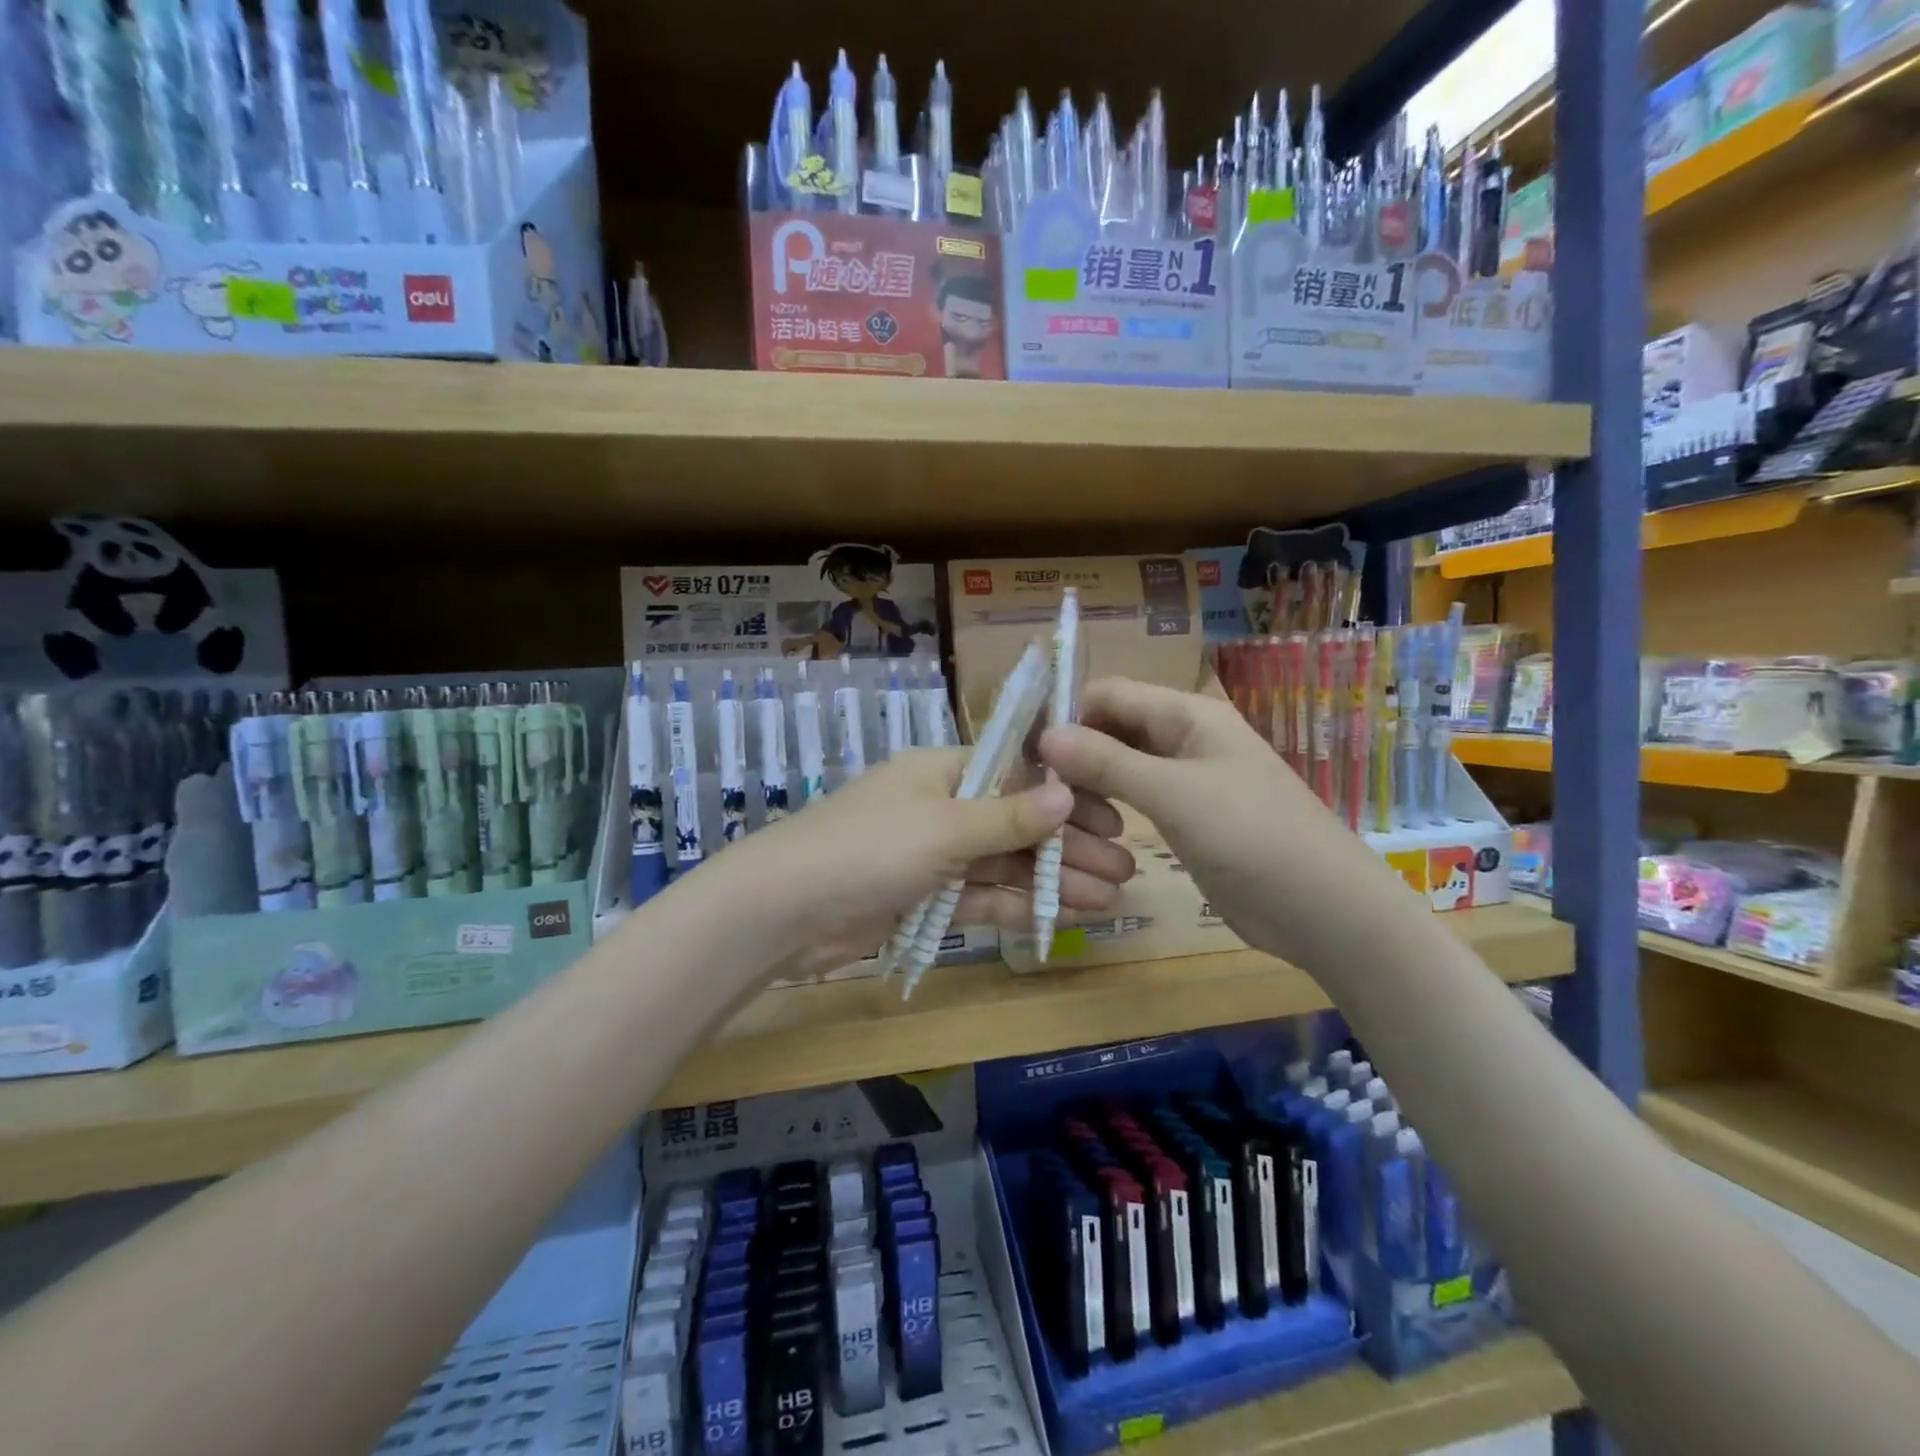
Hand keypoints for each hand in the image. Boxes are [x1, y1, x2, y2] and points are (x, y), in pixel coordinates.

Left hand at [733, 749, 1135, 976]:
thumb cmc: (867, 848)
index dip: (1066, 797)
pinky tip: (1064, 915)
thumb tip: (1067, 792)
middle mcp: (941, 808)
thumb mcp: (944, 827)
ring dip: (1054, 879)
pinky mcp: (924, 899)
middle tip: (1126, 868)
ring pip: (1005, 864)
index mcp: (942, 772)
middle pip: (1017, 823)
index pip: (1017, 776)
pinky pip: (982, 896)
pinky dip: (1020, 905)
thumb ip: (1008, 816)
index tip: (1112, 818)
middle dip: (1070, 845)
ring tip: (1109, 899)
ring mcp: (933, 856)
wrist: (784, 911)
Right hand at [1039, 677, 1392, 970]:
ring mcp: (1186, 779)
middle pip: (1112, 728)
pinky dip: (1109, 808)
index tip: (1026, 753)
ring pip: (1120, 766)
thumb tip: (1044, 735)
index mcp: (1187, 714)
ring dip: (1089, 785)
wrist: (1321, 908)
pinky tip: (1088, 830)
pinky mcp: (1186, 816)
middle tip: (1035, 793)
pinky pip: (1136, 799)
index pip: (1109, 693)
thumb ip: (1106, 762)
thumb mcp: (1172, 794)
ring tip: (1059, 819)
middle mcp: (1184, 738)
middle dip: (1073, 753)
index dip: (1066, 714)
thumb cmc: (1250, 835)